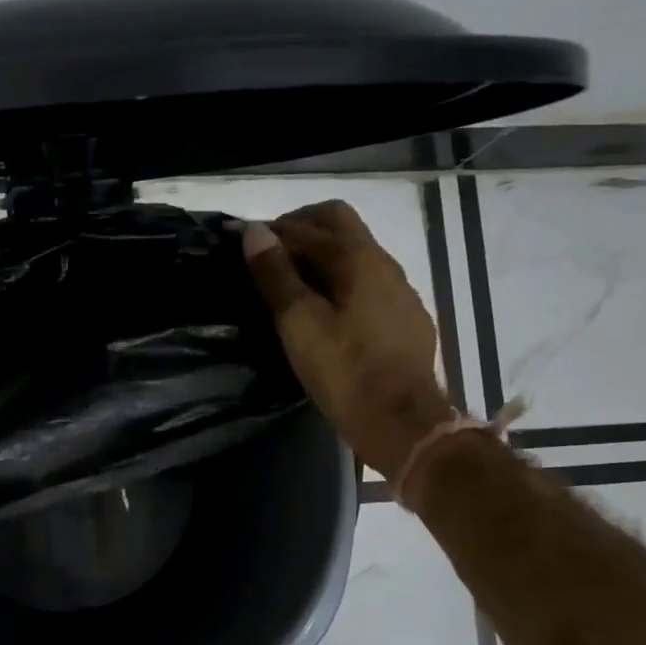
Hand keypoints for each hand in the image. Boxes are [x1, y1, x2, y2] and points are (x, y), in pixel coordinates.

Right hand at [242, 200, 451, 477]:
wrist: (401, 421)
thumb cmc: (344, 370)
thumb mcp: (299, 322)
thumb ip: (276, 274)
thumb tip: (255, 231)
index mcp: (357, 258)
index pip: (307, 225)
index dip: (269, 230)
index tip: (239, 238)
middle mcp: (384, 263)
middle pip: (339, 224)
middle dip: (300, 228)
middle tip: (267, 252)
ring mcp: (400, 290)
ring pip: (356, 252)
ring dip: (321, 254)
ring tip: (291, 280)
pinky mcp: (405, 317)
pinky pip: (368, 281)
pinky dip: (340, 279)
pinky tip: (327, 308)